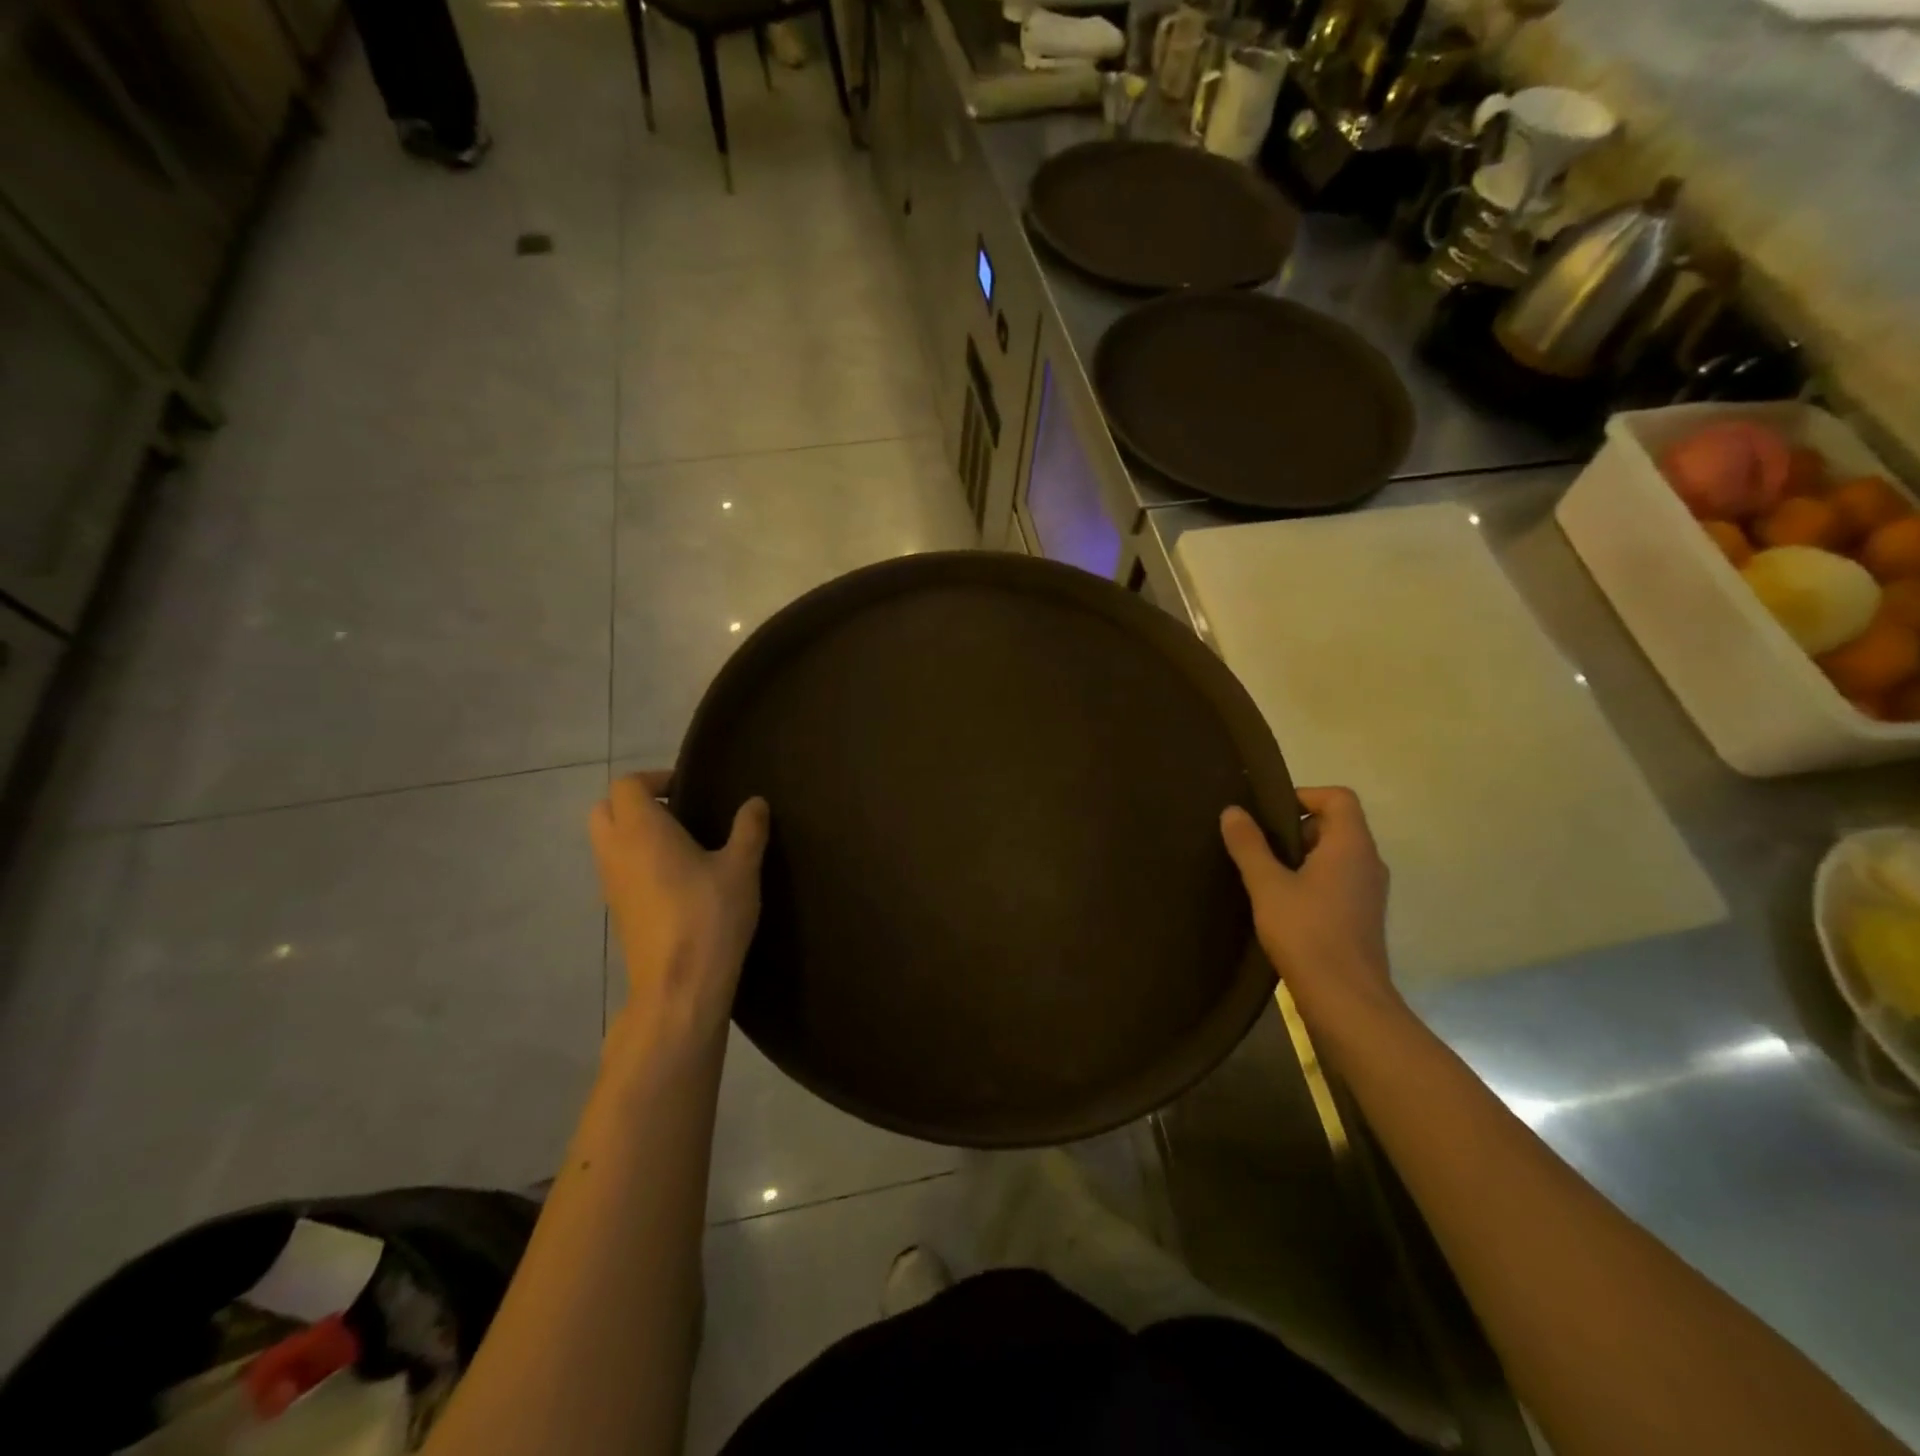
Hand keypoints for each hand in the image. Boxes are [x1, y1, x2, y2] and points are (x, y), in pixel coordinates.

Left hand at [589, 771, 769, 1054]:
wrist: (679, 986)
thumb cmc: (709, 916)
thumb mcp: (741, 868)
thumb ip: (748, 829)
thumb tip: (755, 801)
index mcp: (642, 830)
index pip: (627, 784)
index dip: (655, 778)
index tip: (688, 790)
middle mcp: (616, 851)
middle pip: (605, 809)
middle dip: (635, 803)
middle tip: (678, 812)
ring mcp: (611, 885)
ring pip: (607, 842)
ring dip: (634, 834)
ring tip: (682, 846)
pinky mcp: (617, 912)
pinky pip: (616, 871)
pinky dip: (635, 862)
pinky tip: (676, 880)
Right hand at [1220, 787, 1401, 1036]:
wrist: (1346, 1001)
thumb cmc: (1307, 933)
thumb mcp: (1267, 885)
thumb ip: (1249, 845)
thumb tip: (1233, 811)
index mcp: (1351, 846)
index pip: (1338, 798)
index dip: (1303, 795)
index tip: (1267, 813)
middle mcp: (1367, 862)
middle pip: (1335, 825)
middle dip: (1294, 828)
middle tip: (1257, 844)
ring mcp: (1368, 891)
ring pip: (1333, 855)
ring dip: (1299, 857)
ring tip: (1262, 874)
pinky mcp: (1361, 916)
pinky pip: (1336, 881)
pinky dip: (1309, 880)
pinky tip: (1280, 903)